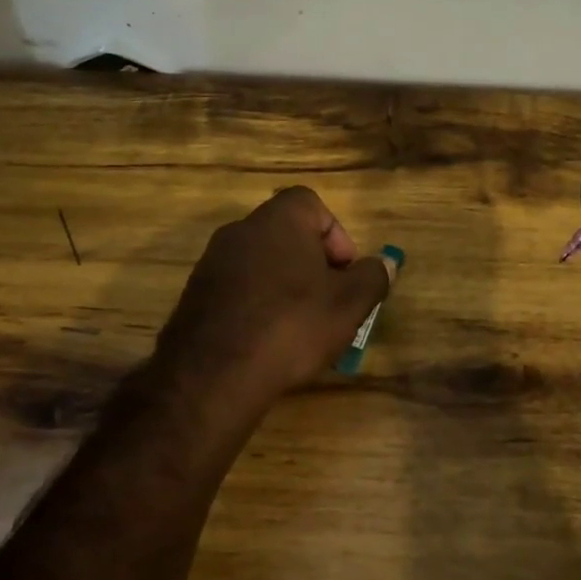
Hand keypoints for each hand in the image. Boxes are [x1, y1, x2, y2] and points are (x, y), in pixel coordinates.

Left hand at [152, 187, 391, 420]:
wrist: (213, 375)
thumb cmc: (291, 326)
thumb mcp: (348, 304)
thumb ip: (372, 277)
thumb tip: (385, 263)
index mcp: (278, 220)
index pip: (311, 204)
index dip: (335, 235)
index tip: (344, 273)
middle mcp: (240, 230)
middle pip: (287, 234)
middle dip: (314, 265)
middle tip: (329, 302)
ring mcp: (212, 262)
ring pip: (262, 263)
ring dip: (285, 286)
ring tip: (301, 328)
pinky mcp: (195, 295)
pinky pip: (238, 289)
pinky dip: (257, 305)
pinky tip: (267, 341)